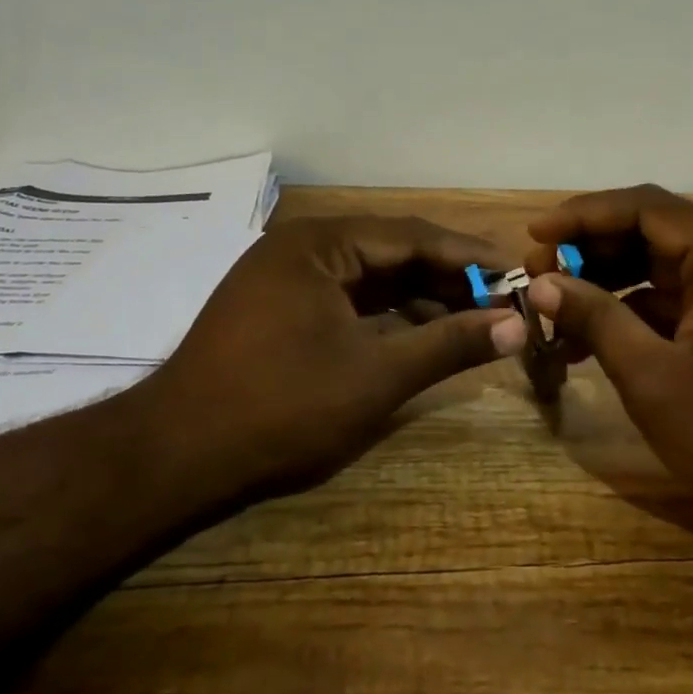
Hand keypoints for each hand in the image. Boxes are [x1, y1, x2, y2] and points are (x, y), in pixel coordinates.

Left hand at [127, 215, 527, 497]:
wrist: (175, 458)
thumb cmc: (282, 408)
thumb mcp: (377, 376)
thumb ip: (450, 344)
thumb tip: (517, 326)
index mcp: (320, 244)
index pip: (412, 236)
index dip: (468, 256)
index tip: (514, 271)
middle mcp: (302, 248)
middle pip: (392, 253)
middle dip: (447, 278)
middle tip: (501, 300)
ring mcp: (286, 279)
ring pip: (371, 278)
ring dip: (420, 298)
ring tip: (472, 320)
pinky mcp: (279, 310)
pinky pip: (347, 300)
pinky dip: (387, 316)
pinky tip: (422, 335)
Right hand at [525, 185, 692, 553]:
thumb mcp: (654, 380)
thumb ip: (597, 319)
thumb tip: (543, 284)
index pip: (646, 207)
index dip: (583, 215)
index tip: (535, 235)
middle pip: (656, 231)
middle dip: (593, 250)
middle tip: (540, 275)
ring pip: (666, 265)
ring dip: (611, 282)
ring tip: (558, 309)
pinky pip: (683, 297)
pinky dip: (639, 310)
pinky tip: (596, 337)